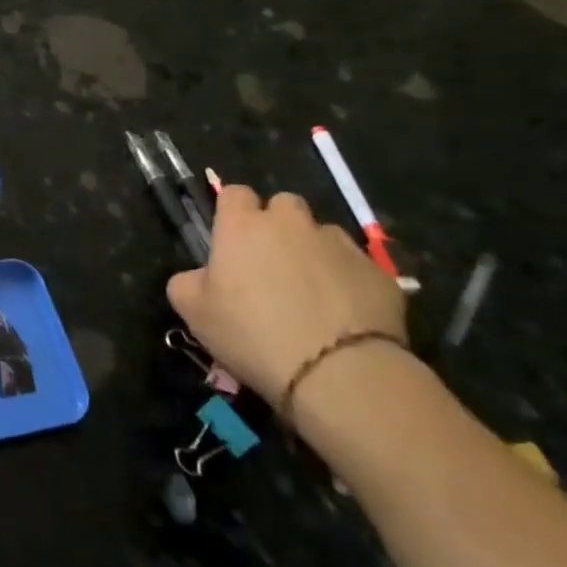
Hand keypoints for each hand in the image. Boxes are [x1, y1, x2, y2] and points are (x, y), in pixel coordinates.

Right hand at [166, 185, 407, 408]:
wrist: (339, 373)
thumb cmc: (252, 334)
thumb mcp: (194, 314)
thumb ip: (187, 283)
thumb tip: (199, 277)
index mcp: (242, 226)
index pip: (234, 193)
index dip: (232, 212)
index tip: (231, 239)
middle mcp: (291, 224)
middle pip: (283, 204)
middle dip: (278, 225)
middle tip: (272, 264)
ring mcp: (339, 245)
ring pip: (323, 234)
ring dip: (314, 252)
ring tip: (312, 293)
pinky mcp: (379, 273)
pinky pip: (357, 267)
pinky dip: (348, 282)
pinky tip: (344, 316)